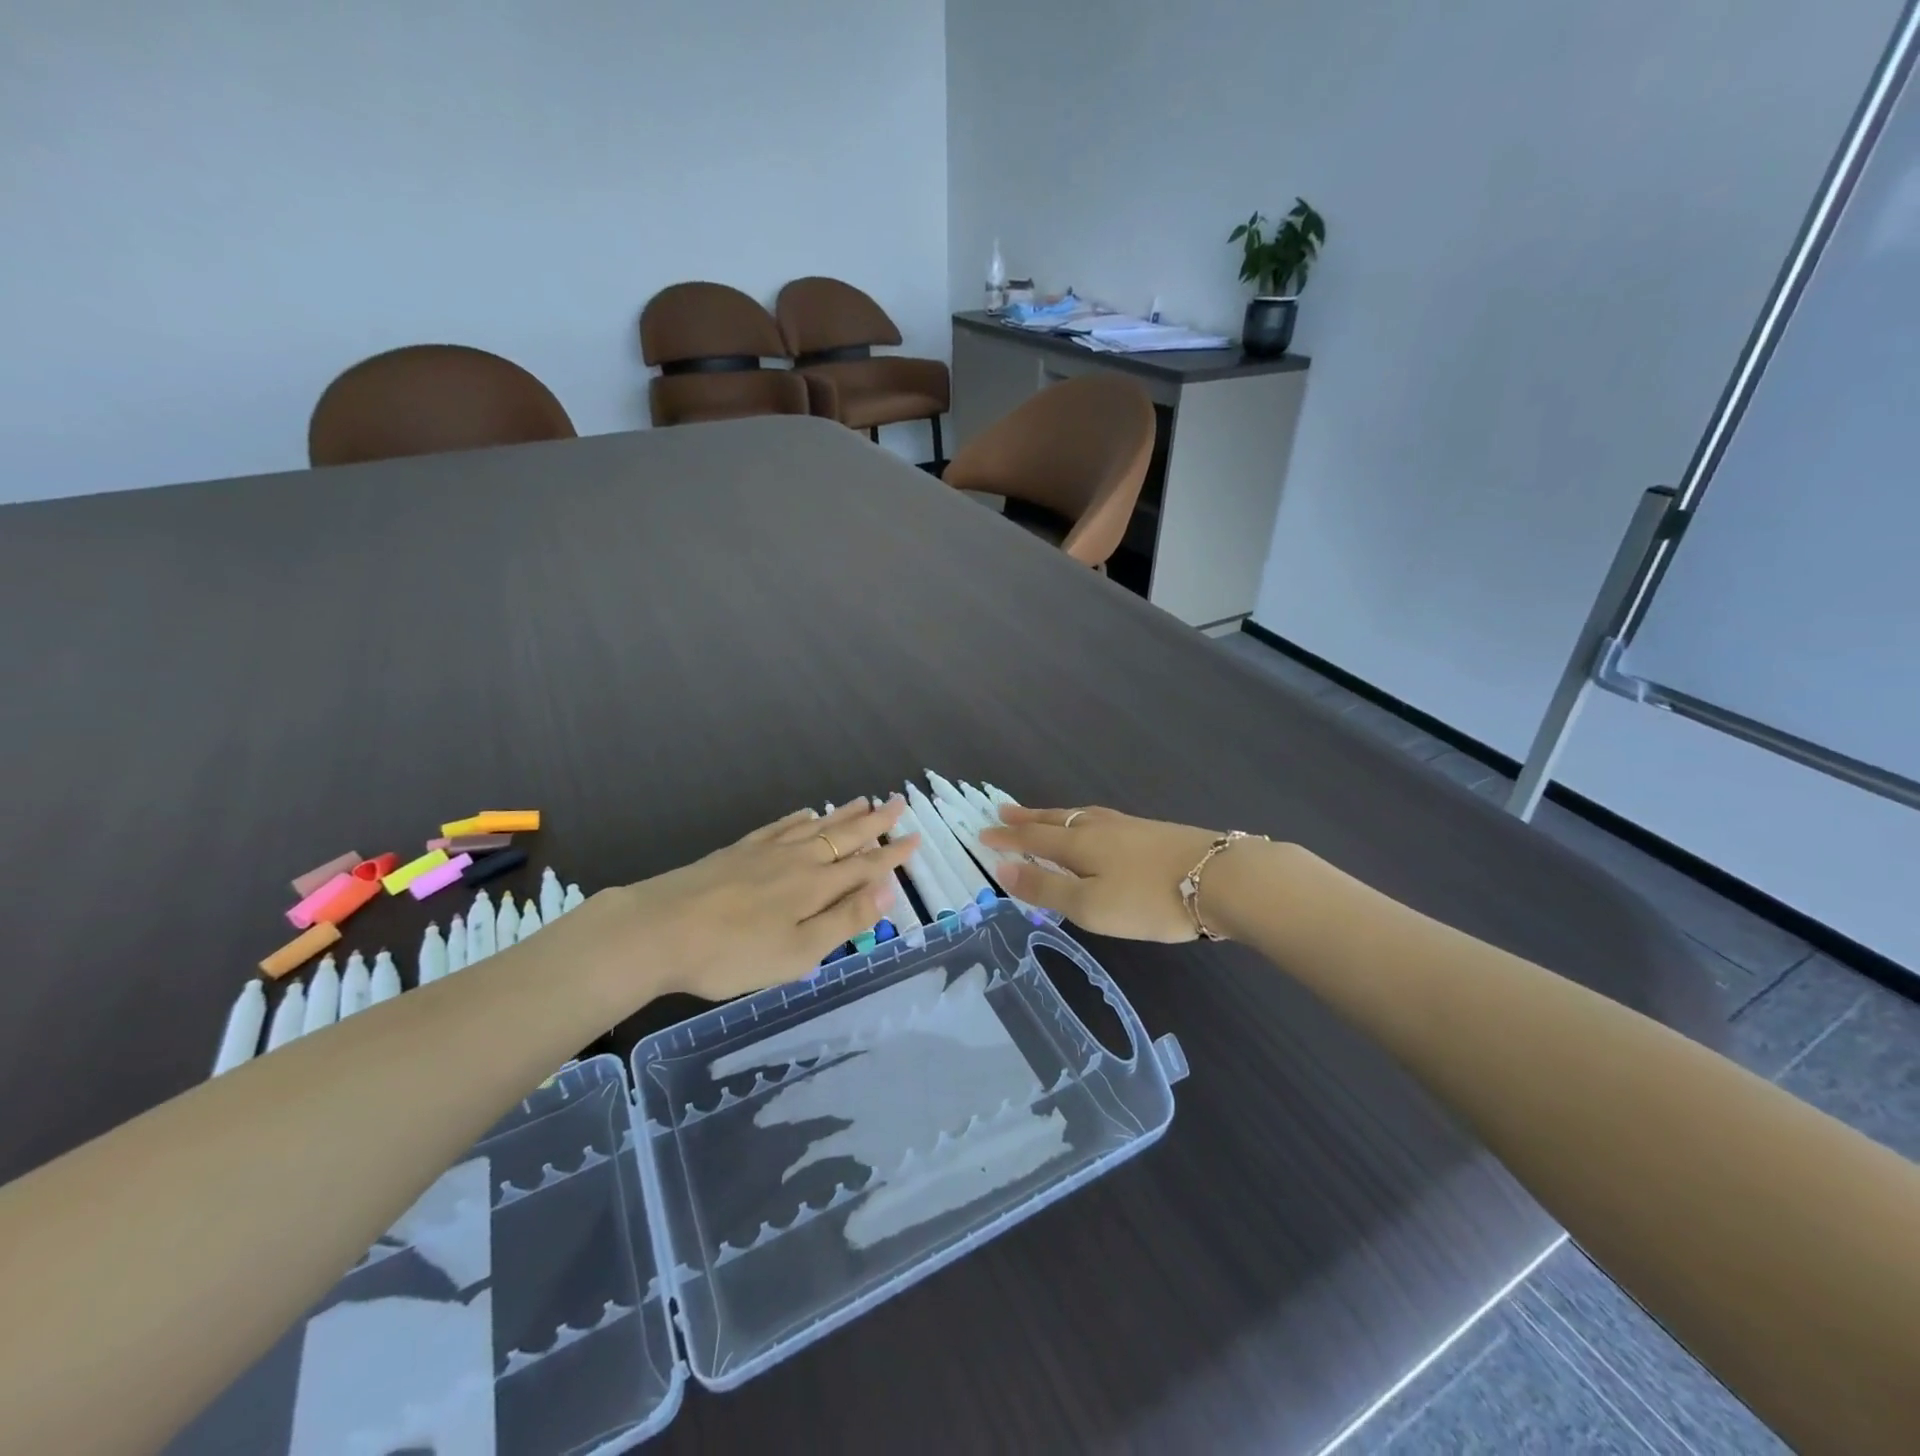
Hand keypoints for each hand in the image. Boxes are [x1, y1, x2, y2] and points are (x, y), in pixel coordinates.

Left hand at [570, 797, 917, 1003]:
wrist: (658, 930)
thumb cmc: (733, 953)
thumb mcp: (798, 952)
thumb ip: (844, 920)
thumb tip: (887, 890)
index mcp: (816, 886)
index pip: (865, 865)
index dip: (892, 854)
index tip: (915, 837)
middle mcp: (797, 860)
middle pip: (843, 836)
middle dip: (874, 822)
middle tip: (897, 802)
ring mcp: (764, 852)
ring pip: (814, 826)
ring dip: (842, 815)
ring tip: (863, 801)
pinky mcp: (737, 852)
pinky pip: (779, 827)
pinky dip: (799, 818)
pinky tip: (806, 813)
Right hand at [980, 805, 1221, 941]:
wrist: (1222, 879)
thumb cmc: (1149, 899)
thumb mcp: (1090, 906)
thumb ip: (1046, 890)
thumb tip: (1003, 870)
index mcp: (1079, 845)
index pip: (1033, 839)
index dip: (1007, 838)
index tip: (982, 833)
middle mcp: (1099, 828)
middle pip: (1055, 820)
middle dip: (1027, 819)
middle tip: (1003, 811)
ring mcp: (1129, 827)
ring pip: (1081, 816)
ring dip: (1055, 817)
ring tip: (1044, 816)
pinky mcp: (1153, 832)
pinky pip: (1103, 821)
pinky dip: (1083, 821)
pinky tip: (1097, 828)